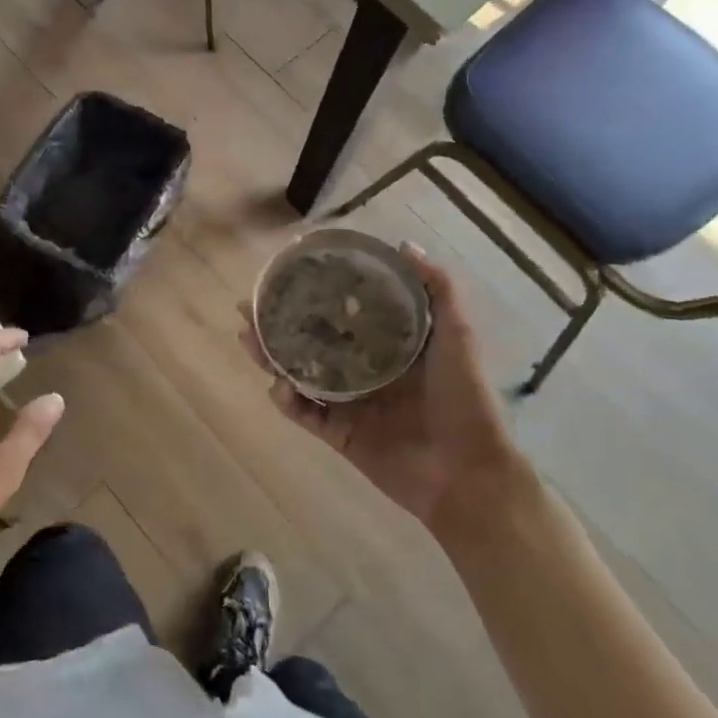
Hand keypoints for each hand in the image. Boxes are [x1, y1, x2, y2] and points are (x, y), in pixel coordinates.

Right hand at [241, 244, 525, 528]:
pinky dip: (287, 400)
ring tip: (248, 337)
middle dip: (277, 322)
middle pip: (310, 339)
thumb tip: (405, 245)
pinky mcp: (339, 434)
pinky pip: (304, 414)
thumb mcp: (458, 334)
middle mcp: (362, 368)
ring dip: (271, 356)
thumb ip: (439, 289)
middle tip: (248, 306)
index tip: (287, 273)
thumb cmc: (465, 398)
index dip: (313, 293)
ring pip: (298, 373)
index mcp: (387, 344)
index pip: (341, 311)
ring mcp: (348, 402)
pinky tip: (278, 385)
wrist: (469, 472)